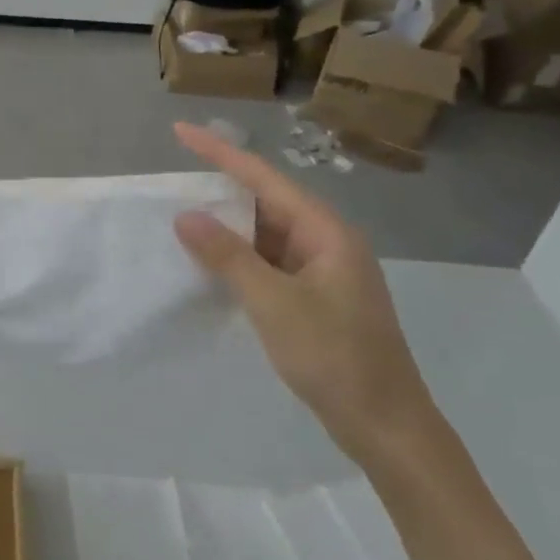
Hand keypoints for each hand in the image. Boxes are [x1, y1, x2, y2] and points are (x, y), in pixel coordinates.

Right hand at [171, 122, 442, 467]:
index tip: (180, 132)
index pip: (264, 179)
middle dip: (220, 190)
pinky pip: (268, 262)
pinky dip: (238, 258)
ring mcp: (322, 271)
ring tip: (181, 218)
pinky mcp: (314, 297)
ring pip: (265, 235)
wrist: (386, 427)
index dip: (220, 152)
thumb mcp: (273, 303)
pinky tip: (210, 263)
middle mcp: (326, 242)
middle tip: (173, 181)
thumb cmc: (334, 357)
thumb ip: (227, 256)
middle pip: (265, 202)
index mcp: (326, 232)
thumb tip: (185, 216)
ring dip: (226, 228)